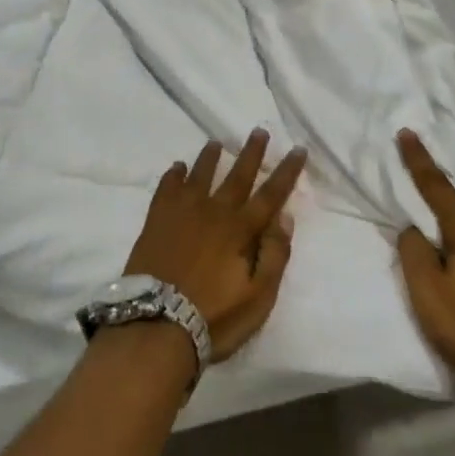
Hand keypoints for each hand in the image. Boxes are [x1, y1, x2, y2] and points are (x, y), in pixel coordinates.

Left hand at [124, 130, 306, 360]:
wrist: (156, 324)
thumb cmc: (214, 317)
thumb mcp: (258, 297)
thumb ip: (274, 255)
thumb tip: (284, 217)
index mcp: (241, 230)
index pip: (271, 195)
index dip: (286, 172)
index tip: (298, 149)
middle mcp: (214, 212)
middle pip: (237, 176)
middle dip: (251, 153)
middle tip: (259, 131)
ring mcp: (182, 213)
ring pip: (200, 175)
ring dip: (210, 158)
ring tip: (216, 143)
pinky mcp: (156, 221)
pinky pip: (167, 188)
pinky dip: (174, 175)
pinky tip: (177, 167)